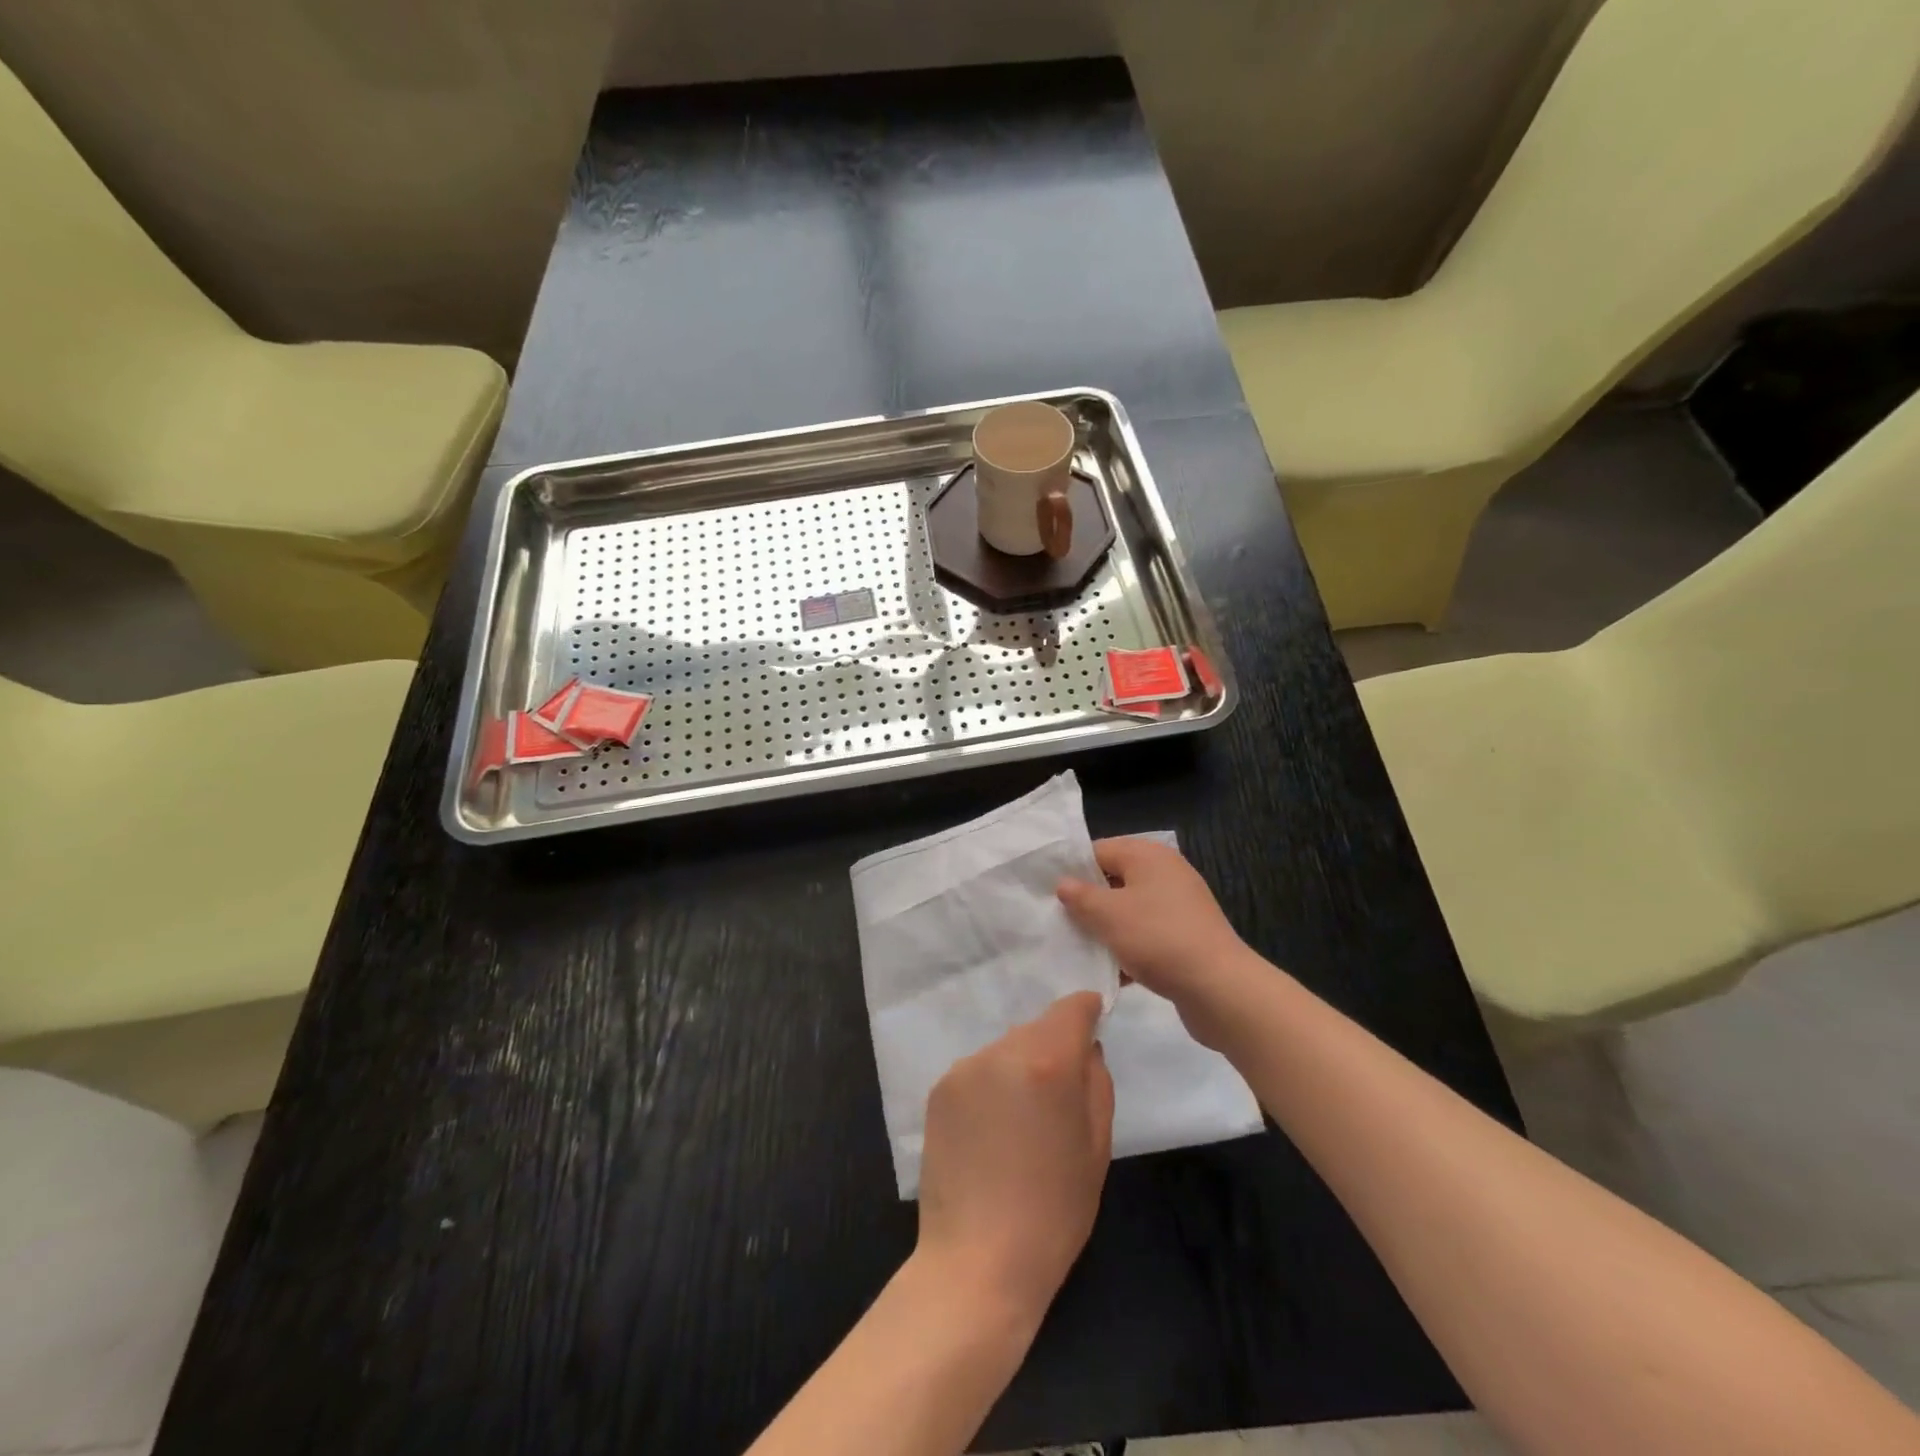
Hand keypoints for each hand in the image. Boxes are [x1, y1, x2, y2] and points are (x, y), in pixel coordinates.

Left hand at [916, 992, 1113, 1328]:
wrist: (977, 1262)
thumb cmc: (1054, 1211)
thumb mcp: (1097, 1146)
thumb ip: (1096, 1080)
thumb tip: (1085, 1046)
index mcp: (1047, 1061)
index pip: (1072, 1007)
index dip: (1087, 1011)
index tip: (1094, 1025)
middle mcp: (1001, 1050)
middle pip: (1037, 1028)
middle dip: (1053, 1049)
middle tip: (1059, 1099)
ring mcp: (964, 1068)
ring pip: (1006, 1049)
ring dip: (1020, 1069)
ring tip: (1021, 1124)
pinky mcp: (938, 1089)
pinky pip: (979, 1072)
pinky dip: (991, 1087)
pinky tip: (991, 1133)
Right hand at [1056, 837, 1251, 1048]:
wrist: (1219, 988)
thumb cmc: (1158, 938)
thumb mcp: (1108, 915)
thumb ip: (1080, 896)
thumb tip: (1064, 883)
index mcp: (1148, 855)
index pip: (1099, 850)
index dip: (1072, 870)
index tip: (1048, 893)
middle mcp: (1166, 873)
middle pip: (1114, 880)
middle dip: (1088, 901)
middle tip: (1059, 921)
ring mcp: (1179, 905)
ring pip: (1130, 910)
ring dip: (1107, 928)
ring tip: (1079, 948)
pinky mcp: (1186, 936)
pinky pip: (1147, 934)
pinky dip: (1129, 947)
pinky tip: (1111, 971)